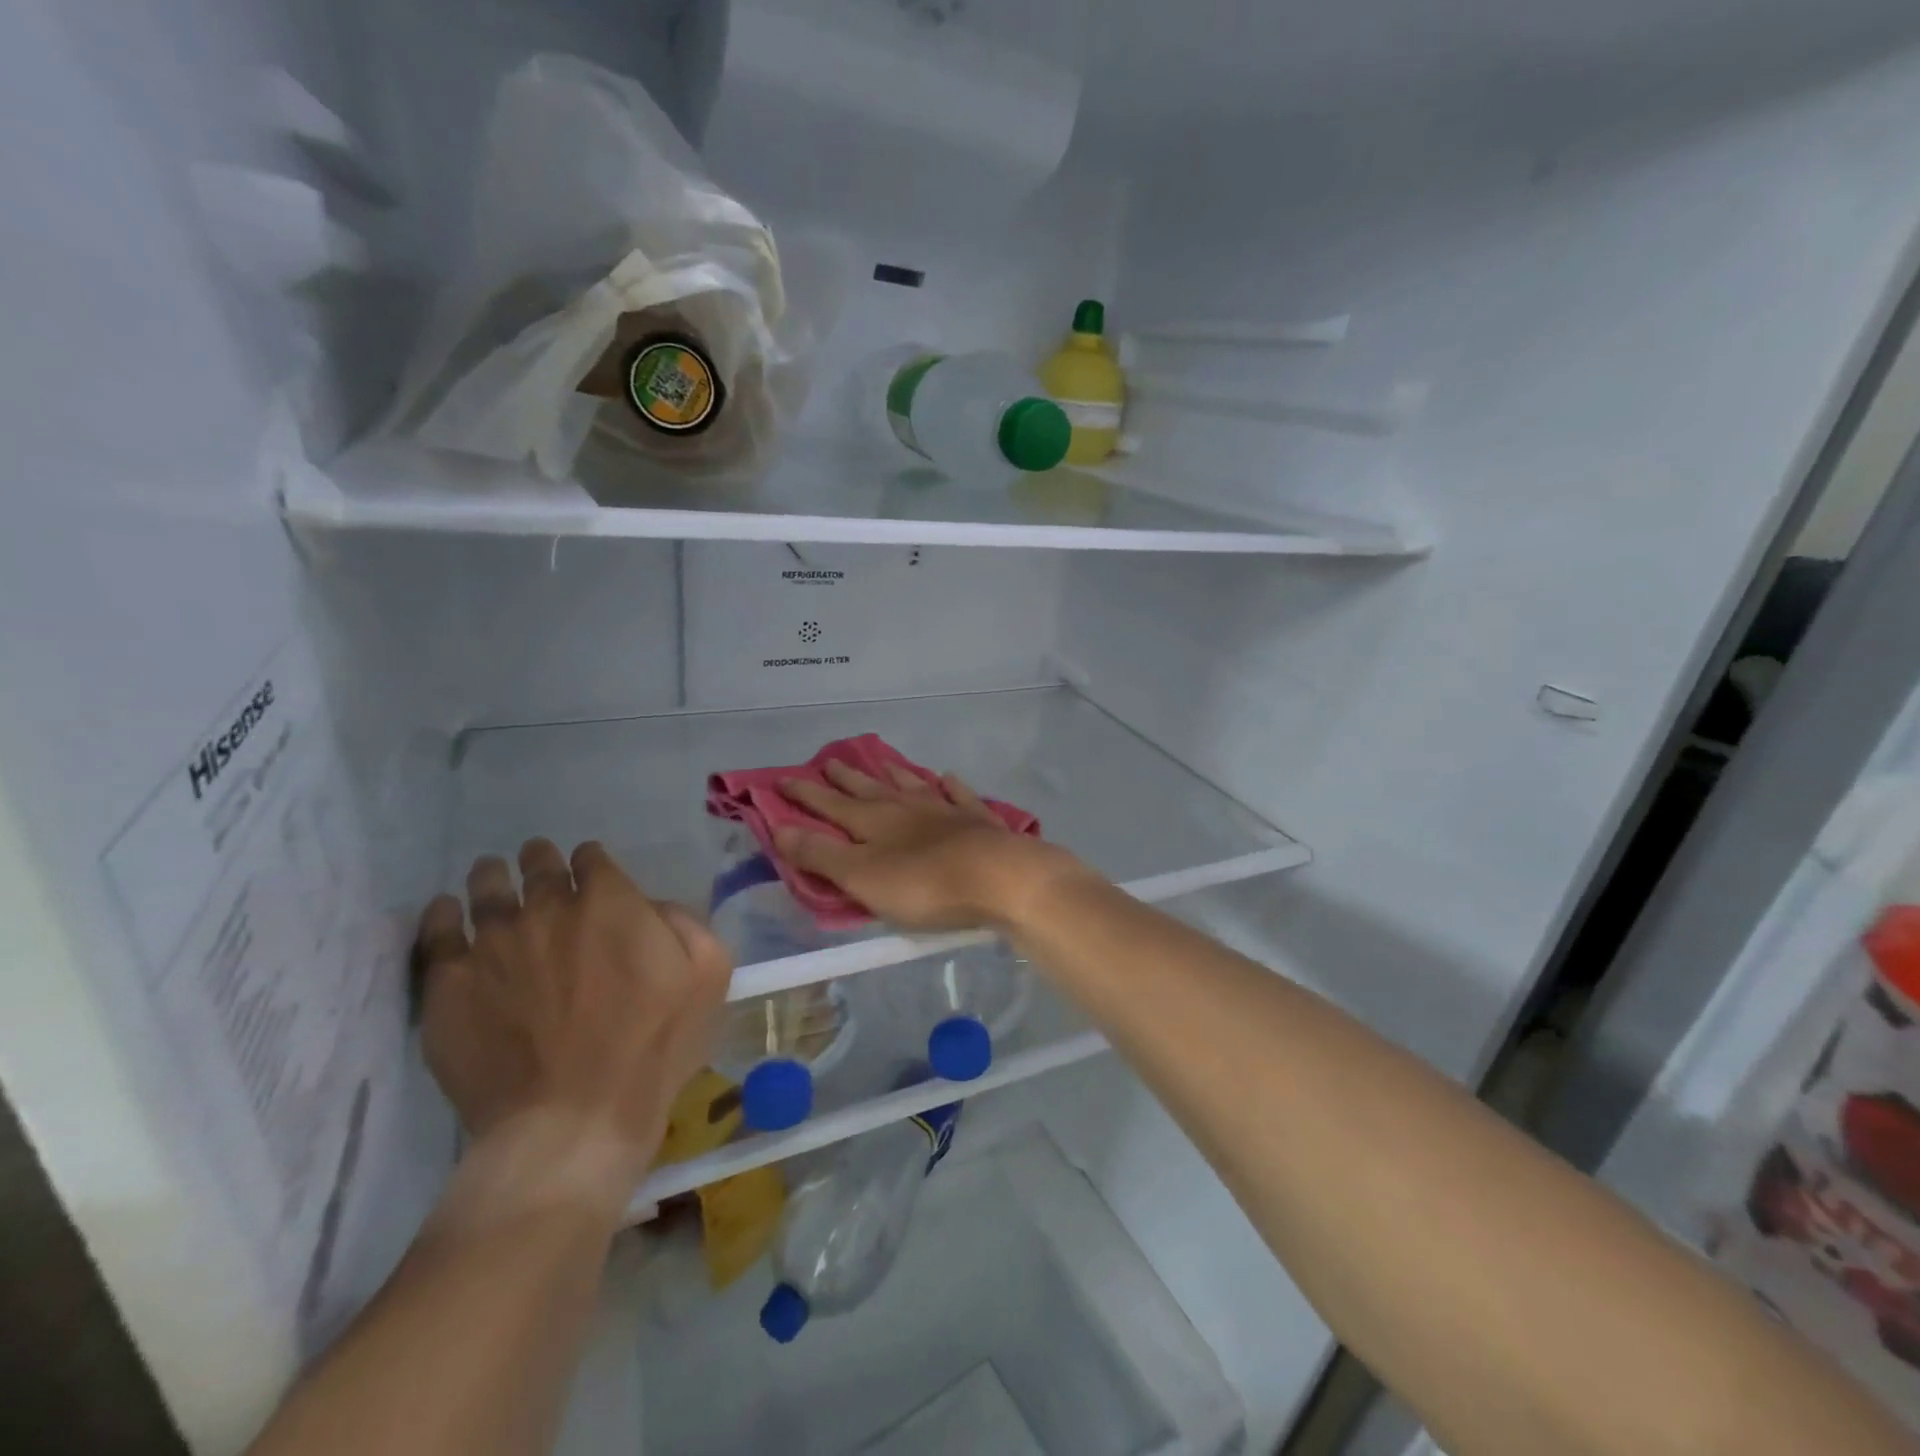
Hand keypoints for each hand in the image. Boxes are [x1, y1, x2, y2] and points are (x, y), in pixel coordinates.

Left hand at [415, 839, 731, 1206]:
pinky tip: (447, 912)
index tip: (592, 877)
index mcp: (609, 901)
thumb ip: (687, 922)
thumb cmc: (653, 1047)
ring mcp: (493, 943)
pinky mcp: (450, 983)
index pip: (591, 857)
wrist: (574, 1119)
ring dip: (492, 877)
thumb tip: (653, 906)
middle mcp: (547, 907)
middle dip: (540, 859)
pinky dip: (442, 915)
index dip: (592, 863)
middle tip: (538, 864)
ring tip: (491, 877)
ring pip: (485, 888)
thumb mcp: (708, 976)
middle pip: (537, 863)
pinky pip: (437, 932)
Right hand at [775, 761, 1087, 931]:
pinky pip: (960, 796)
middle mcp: (907, 807)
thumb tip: (778, 828)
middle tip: (829, 761)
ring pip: (913, 785)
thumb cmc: (925, 885)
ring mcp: (946, 810)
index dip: (804, 794)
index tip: (782, 780)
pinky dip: (950, 786)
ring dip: (894, 774)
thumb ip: (820, 855)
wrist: (1000, 878)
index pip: (830, 804)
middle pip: (870, 789)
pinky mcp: (979, 821)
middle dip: (846, 778)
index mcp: (874, 822)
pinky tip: (948, 778)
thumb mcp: (862, 877)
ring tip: (881, 762)